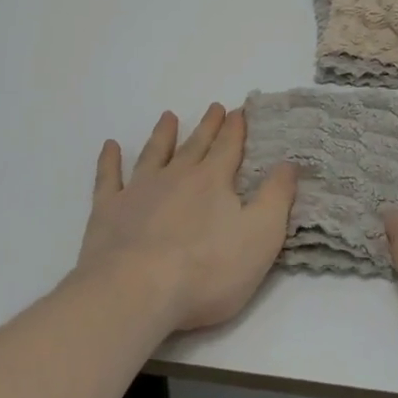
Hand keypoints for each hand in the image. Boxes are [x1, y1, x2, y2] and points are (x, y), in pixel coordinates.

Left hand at [75, 103, 298, 333]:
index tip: (239, 109)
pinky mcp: (108, 211)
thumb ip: (276, 197)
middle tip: (214, 106)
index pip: (229, 148)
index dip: (236, 129)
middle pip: (195, 145)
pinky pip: (108, 178)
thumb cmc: (206, 270)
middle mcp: (176, 176)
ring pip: (154, 154)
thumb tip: (289, 163)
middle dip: (208, 126)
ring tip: (168, 116)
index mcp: (213, 181)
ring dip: (163, 135)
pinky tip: (110, 146)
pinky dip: (109, 161)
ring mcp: (139, 191)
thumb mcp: (260, 236)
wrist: (136, 291)